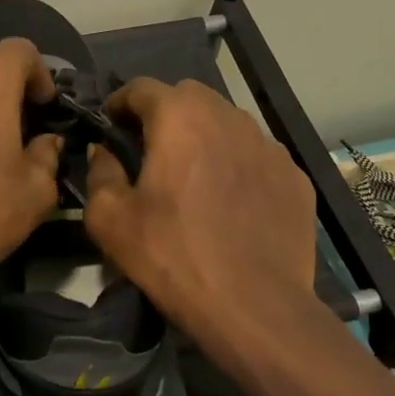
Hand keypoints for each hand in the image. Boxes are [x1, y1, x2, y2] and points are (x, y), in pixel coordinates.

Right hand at [83, 78, 317, 338]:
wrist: (256, 307)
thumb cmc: (174, 256)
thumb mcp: (110, 219)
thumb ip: (99, 172)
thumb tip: (104, 151)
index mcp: (179, 117)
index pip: (141, 88)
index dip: (120, 103)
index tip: (111, 126)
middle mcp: (227, 117)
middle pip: (188, 96)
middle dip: (165, 113)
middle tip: (151, 149)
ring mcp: (268, 145)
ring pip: (227, 122)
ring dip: (204, 135)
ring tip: (194, 174)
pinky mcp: (295, 175)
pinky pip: (257, 155)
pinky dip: (238, 164)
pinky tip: (232, 201)